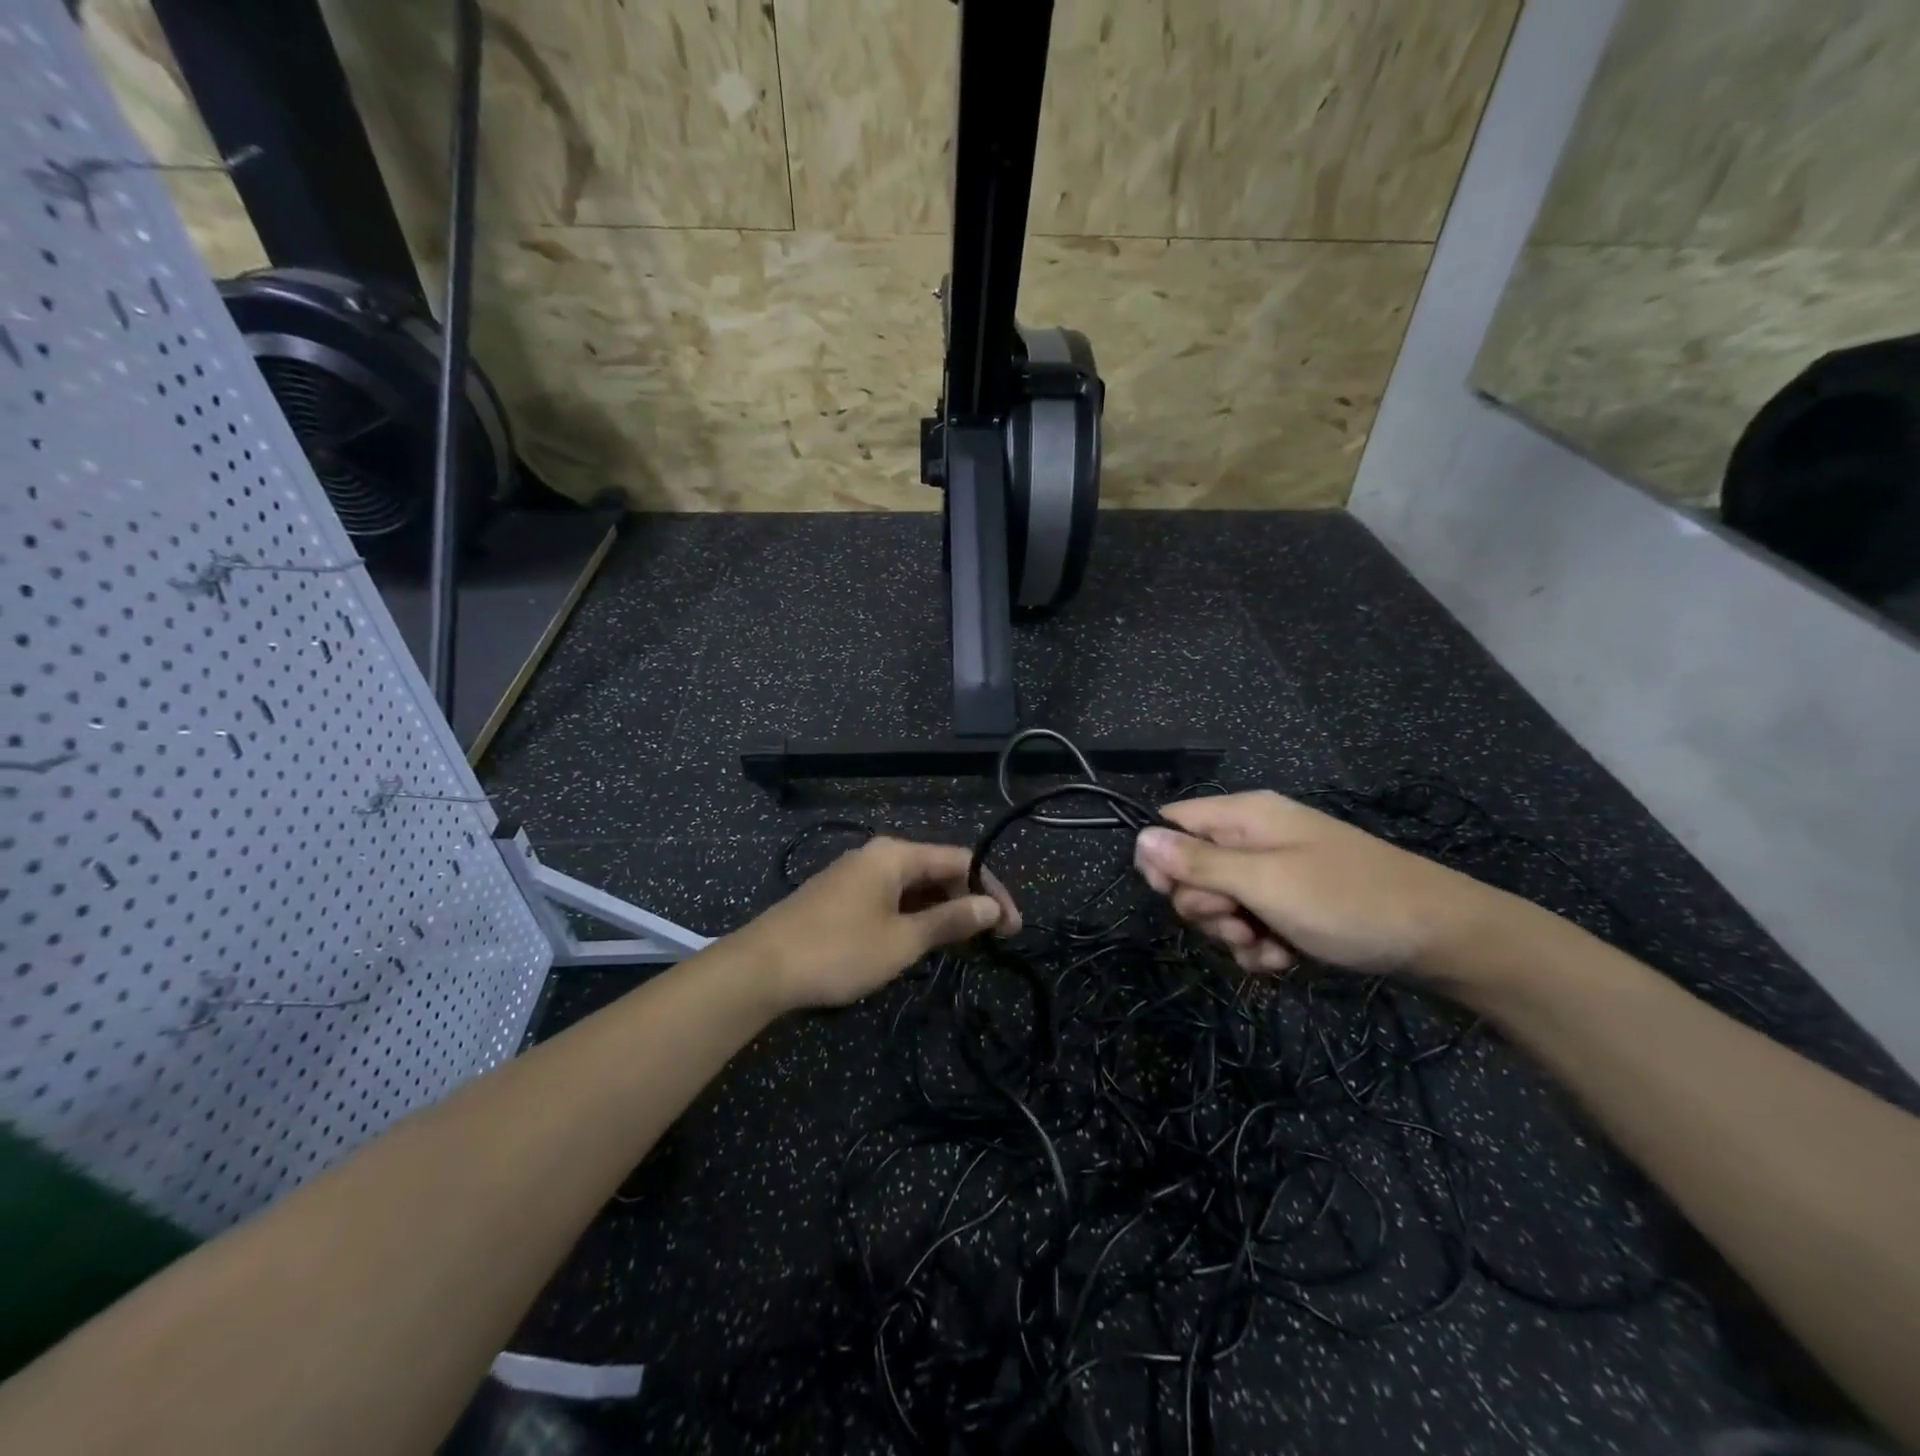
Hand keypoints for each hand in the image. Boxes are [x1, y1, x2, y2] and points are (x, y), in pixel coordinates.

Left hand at [729, 836, 1021, 1010]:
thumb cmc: (838, 951)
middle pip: (937, 870)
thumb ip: (950, 921)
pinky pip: (891, 898)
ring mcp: (856, 875)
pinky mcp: (841, 896)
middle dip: (967, 901)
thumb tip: (993, 906)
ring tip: (962, 945)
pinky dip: (913, 916)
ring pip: (913, 886)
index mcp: (895, 855)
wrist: (761, 968)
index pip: (961, 860)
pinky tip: (920, 941)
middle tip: (991, 941)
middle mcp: (877, 855)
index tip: (1013, 928)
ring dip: (940, 911)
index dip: (992, 891)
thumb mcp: (902, 941)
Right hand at [1133, 791, 1501, 974]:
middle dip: (1205, 906)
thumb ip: (1199, 863)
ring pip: (1221, 904)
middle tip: (1237, 922)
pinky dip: (1259, 946)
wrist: (1442, 939)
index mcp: (1245, 816)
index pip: (1172, 824)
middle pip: (1192, 870)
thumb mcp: (1265, 883)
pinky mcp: (1294, 906)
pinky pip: (1252, 924)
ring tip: (1268, 947)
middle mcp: (1254, 839)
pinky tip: (1283, 960)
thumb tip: (1139, 838)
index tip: (1172, 895)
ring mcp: (1276, 874)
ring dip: (1233, 933)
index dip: (1161, 860)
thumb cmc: (1347, 901)